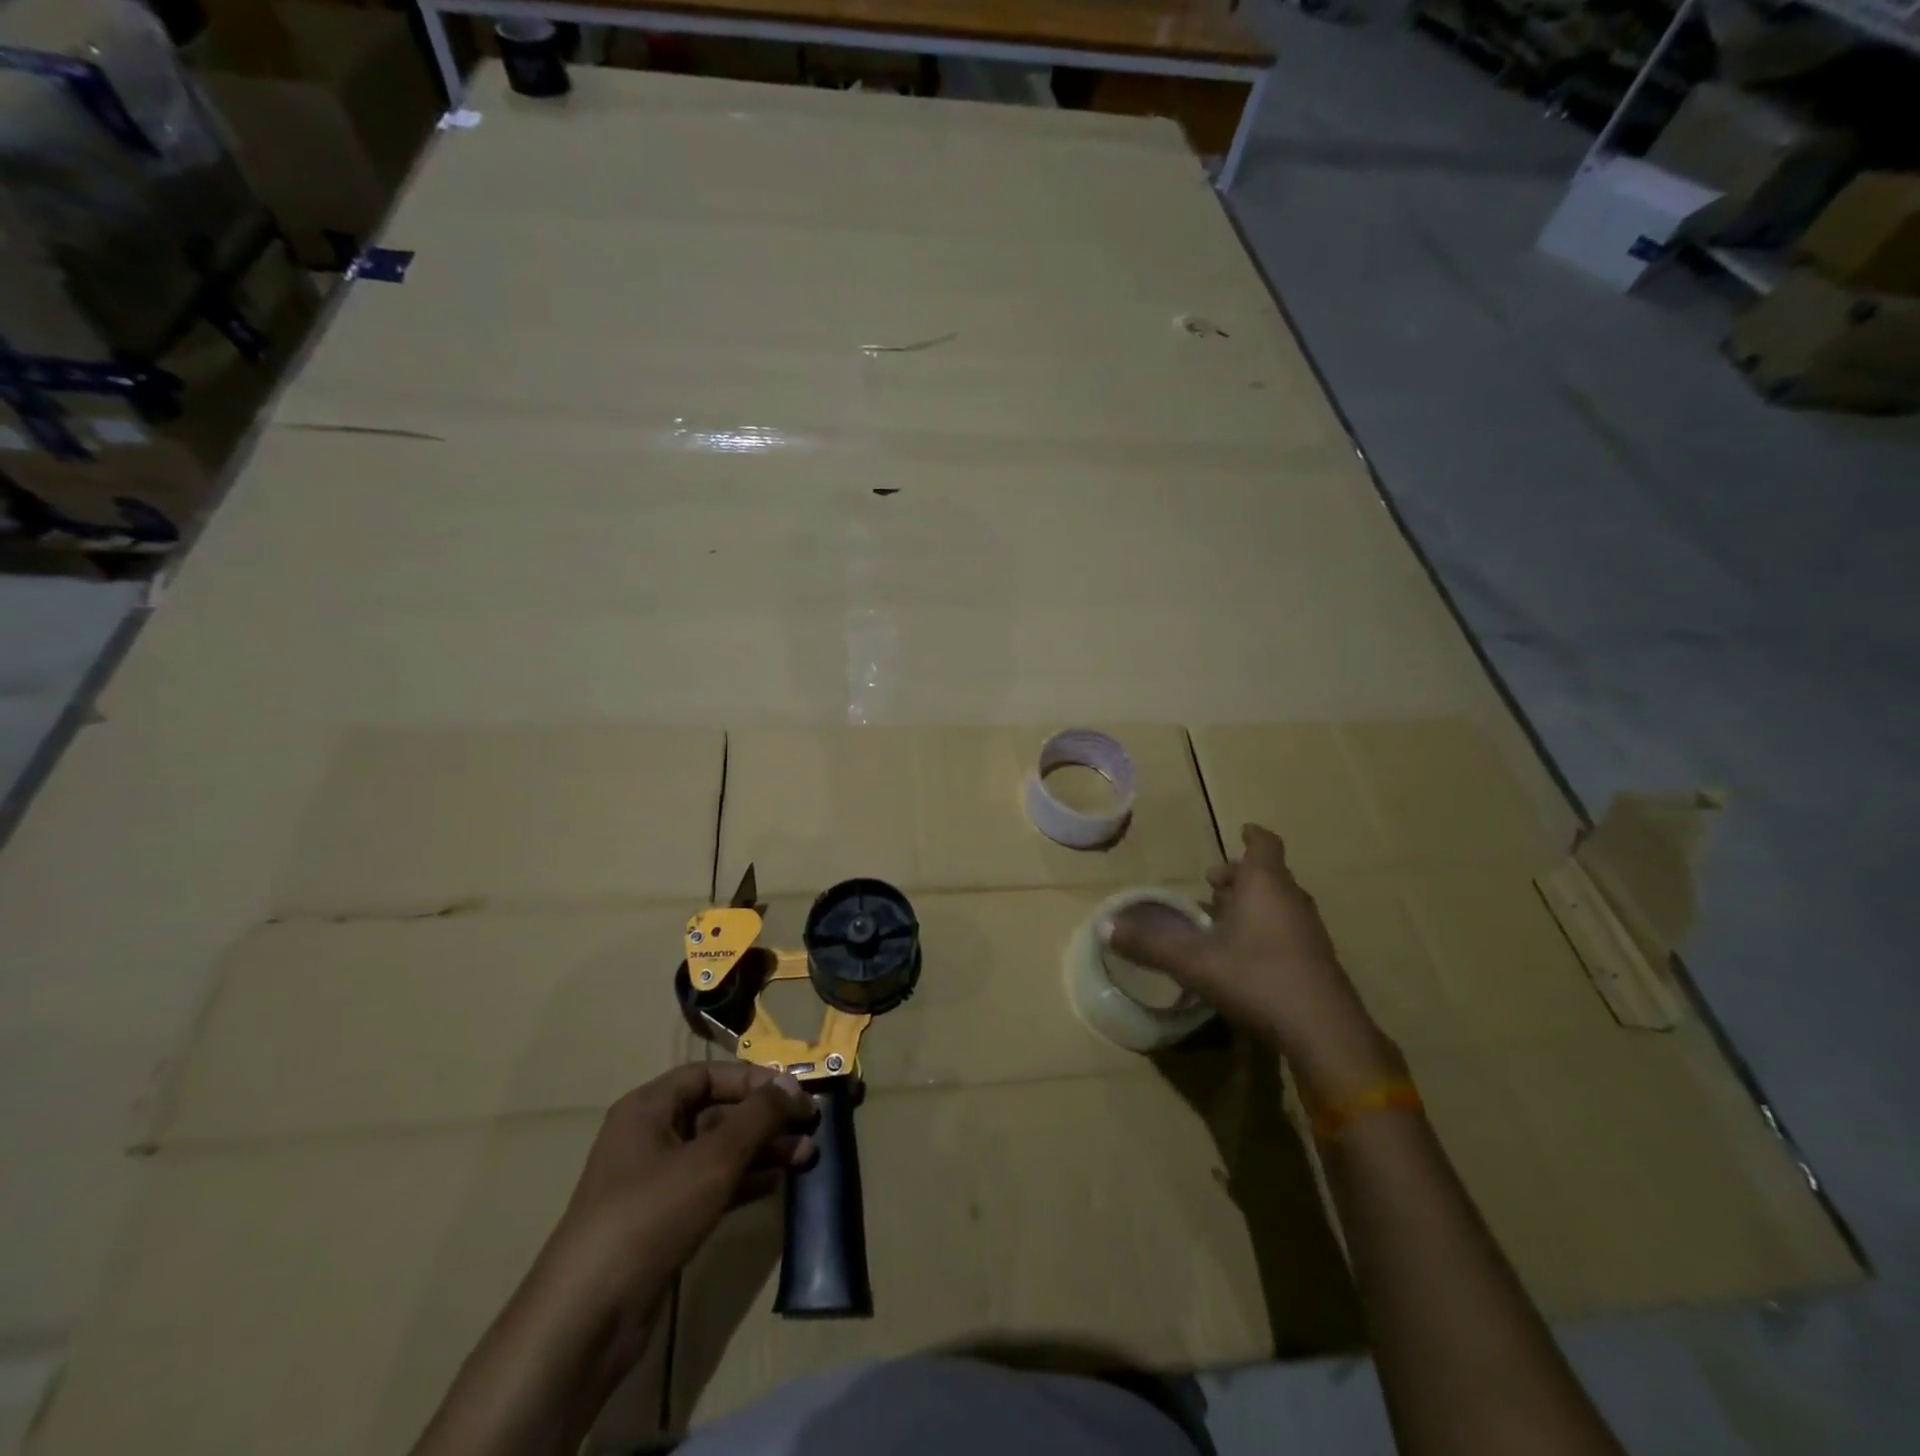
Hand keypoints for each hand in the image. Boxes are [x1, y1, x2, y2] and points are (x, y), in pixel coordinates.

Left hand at [550, 1063, 815, 1306]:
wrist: (587, 1318)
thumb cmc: (650, 1214)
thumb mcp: (713, 1158)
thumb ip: (758, 1116)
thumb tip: (793, 1083)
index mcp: (649, 1108)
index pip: (709, 1075)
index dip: (753, 1079)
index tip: (795, 1093)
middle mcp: (650, 1137)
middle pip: (717, 1112)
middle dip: (765, 1119)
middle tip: (811, 1126)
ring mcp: (654, 1182)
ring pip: (718, 1152)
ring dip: (762, 1151)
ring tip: (806, 1157)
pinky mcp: (662, 1222)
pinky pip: (711, 1187)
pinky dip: (743, 1182)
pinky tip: (775, 1186)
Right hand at [1104, 823, 1400, 1100]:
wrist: (1323, 1031)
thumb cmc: (1256, 978)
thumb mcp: (1193, 962)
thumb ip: (1149, 944)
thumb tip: (1104, 927)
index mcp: (1264, 885)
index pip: (1264, 845)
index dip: (1253, 836)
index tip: (1241, 831)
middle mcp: (1291, 899)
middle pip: (1269, 874)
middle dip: (1242, 875)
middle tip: (1215, 884)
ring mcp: (1310, 931)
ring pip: (1280, 902)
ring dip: (1255, 903)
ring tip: (1225, 918)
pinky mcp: (1317, 960)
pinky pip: (1289, 928)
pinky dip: (1267, 928)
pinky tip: (1247, 955)